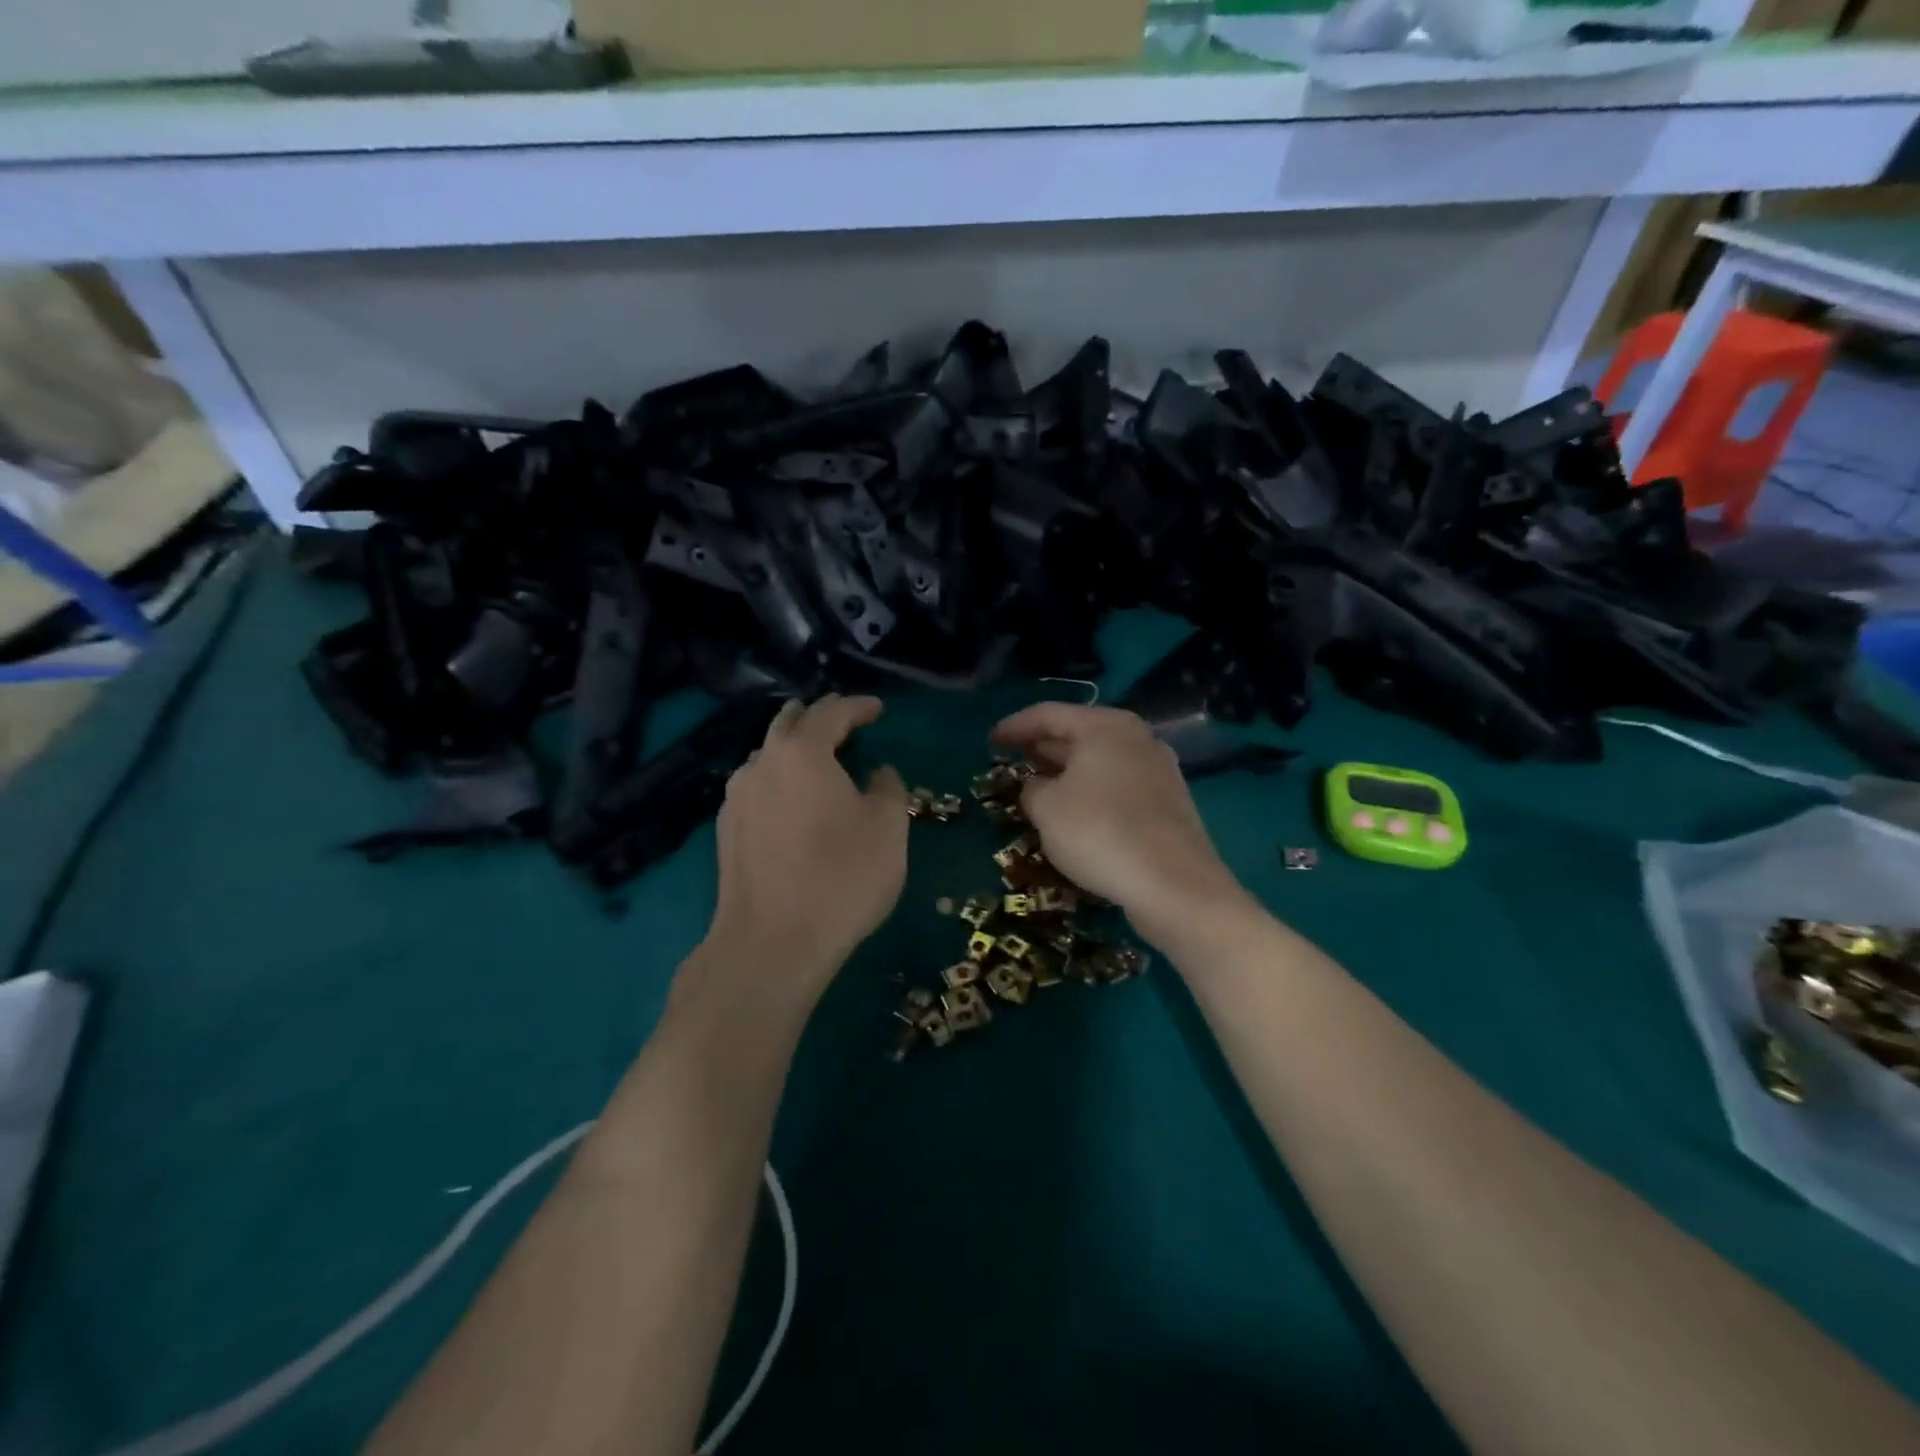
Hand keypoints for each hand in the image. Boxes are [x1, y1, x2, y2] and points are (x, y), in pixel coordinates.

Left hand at [705, 695, 908, 998]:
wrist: (772, 943)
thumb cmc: (842, 877)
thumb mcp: (888, 828)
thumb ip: (888, 787)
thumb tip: (878, 772)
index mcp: (802, 751)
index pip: (832, 712)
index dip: (858, 706)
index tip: (878, 709)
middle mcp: (761, 762)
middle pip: (789, 722)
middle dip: (818, 716)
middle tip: (845, 722)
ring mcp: (736, 796)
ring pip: (767, 754)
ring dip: (794, 748)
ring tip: (819, 760)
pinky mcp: (725, 830)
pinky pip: (756, 786)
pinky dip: (779, 779)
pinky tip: (791, 800)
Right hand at [990, 703, 1249, 948]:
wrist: (1174, 886)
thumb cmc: (1100, 833)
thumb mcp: (1046, 808)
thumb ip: (1031, 788)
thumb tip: (1037, 787)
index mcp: (1106, 726)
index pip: (1048, 714)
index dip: (1014, 727)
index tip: (990, 742)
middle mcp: (1136, 739)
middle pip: (1078, 734)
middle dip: (1042, 748)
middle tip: (1011, 763)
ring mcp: (1158, 770)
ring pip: (1099, 762)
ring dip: (1066, 772)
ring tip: (1037, 788)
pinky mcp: (1167, 803)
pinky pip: (1117, 786)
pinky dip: (1090, 791)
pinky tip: (1074, 813)